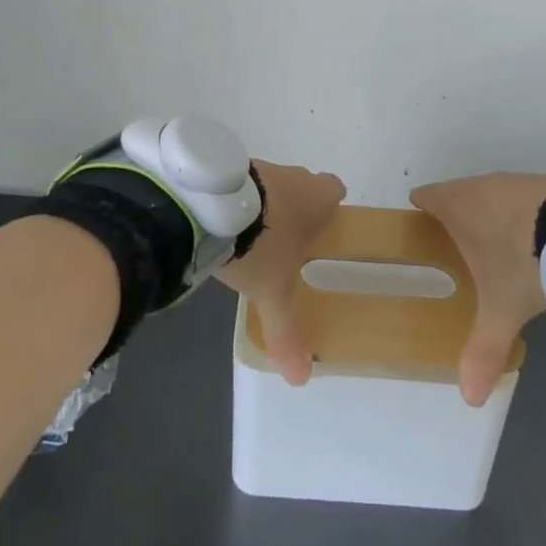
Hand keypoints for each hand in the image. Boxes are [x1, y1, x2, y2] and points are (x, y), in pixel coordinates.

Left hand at [217, 160, 345, 385]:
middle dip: (297, 208)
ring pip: (270, 183)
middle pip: (303, 184)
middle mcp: (291, 175)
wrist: (210, 206)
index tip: (324, 227)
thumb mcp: (274, 292)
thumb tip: (302, 378)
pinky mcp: (226, 167)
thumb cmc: (260, 243)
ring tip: (249, 236)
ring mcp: (257, 167)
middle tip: (287, 240)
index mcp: (315, 197)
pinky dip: (236, 200)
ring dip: (264, 203)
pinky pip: (240, 184)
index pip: (335, 190)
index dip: (331, 208)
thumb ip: (287, 331)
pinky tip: (222, 223)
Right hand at [409, 172, 545, 405]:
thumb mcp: (502, 309)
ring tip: (495, 246)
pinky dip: (520, 214)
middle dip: (455, 215)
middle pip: (457, 193)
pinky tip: (532, 239)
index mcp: (456, 204)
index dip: (420, 208)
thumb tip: (469, 397)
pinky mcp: (545, 183)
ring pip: (490, 194)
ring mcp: (514, 181)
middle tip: (455, 246)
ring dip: (489, 214)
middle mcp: (480, 185)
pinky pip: (520, 198)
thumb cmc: (523, 261)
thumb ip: (483, 349)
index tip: (419, 226)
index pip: (426, 195)